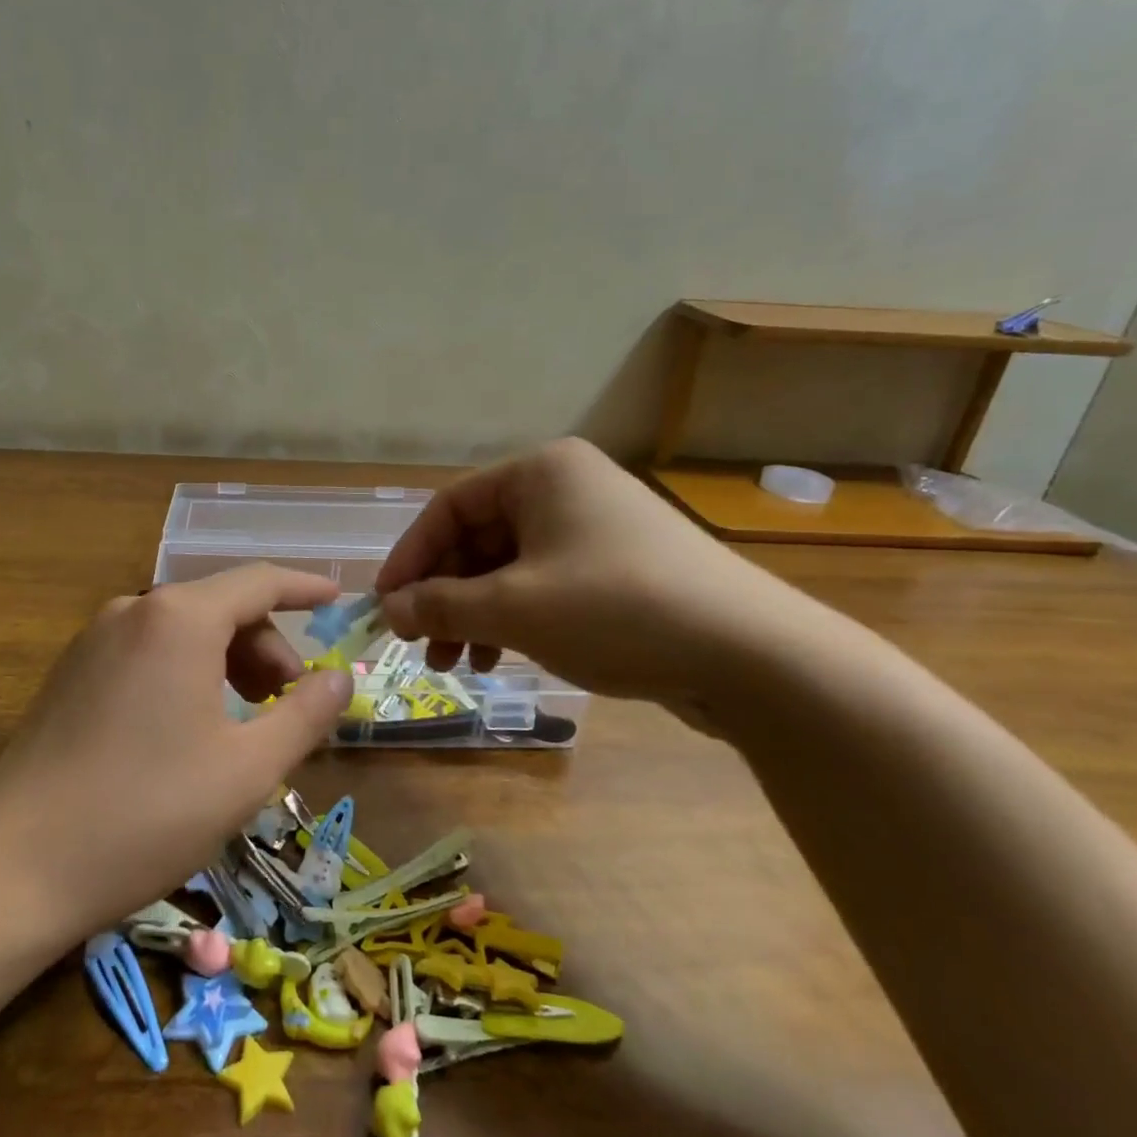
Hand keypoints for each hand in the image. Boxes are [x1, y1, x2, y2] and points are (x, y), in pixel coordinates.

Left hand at [0, 565, 352, 945]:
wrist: (13, 866)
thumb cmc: (148, 812)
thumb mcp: (248, 768)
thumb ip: (305, 714)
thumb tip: (341, 678)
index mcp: (180, 618)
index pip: (260, 581)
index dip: (305, 588)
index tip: (338, 602)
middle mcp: (135, 610)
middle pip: (221, 606)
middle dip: (266, 646)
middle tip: (288, 702)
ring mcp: (95, 639)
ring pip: (183, 630)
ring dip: (228, 661)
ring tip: (244, 721)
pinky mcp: (71, 672)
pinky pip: (148, 651)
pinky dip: (187, 672)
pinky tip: (190, 728)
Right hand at [374, 437, 809, 709]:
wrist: (750, 654)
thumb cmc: (615, 609)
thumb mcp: (513, 608)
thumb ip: (440, 605)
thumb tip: (388, 610)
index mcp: (540, 472)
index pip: (448, 508)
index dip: (410, 558)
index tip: (386, 606)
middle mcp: (567, 488)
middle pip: (478, 538)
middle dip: (443, 594)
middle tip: (419, 644)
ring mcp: (596, 529)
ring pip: (509, 567)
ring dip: (474, 612)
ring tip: (456, 663)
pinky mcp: (618, 569)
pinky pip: (544, 585)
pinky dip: (514, 618)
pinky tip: (501, 657)